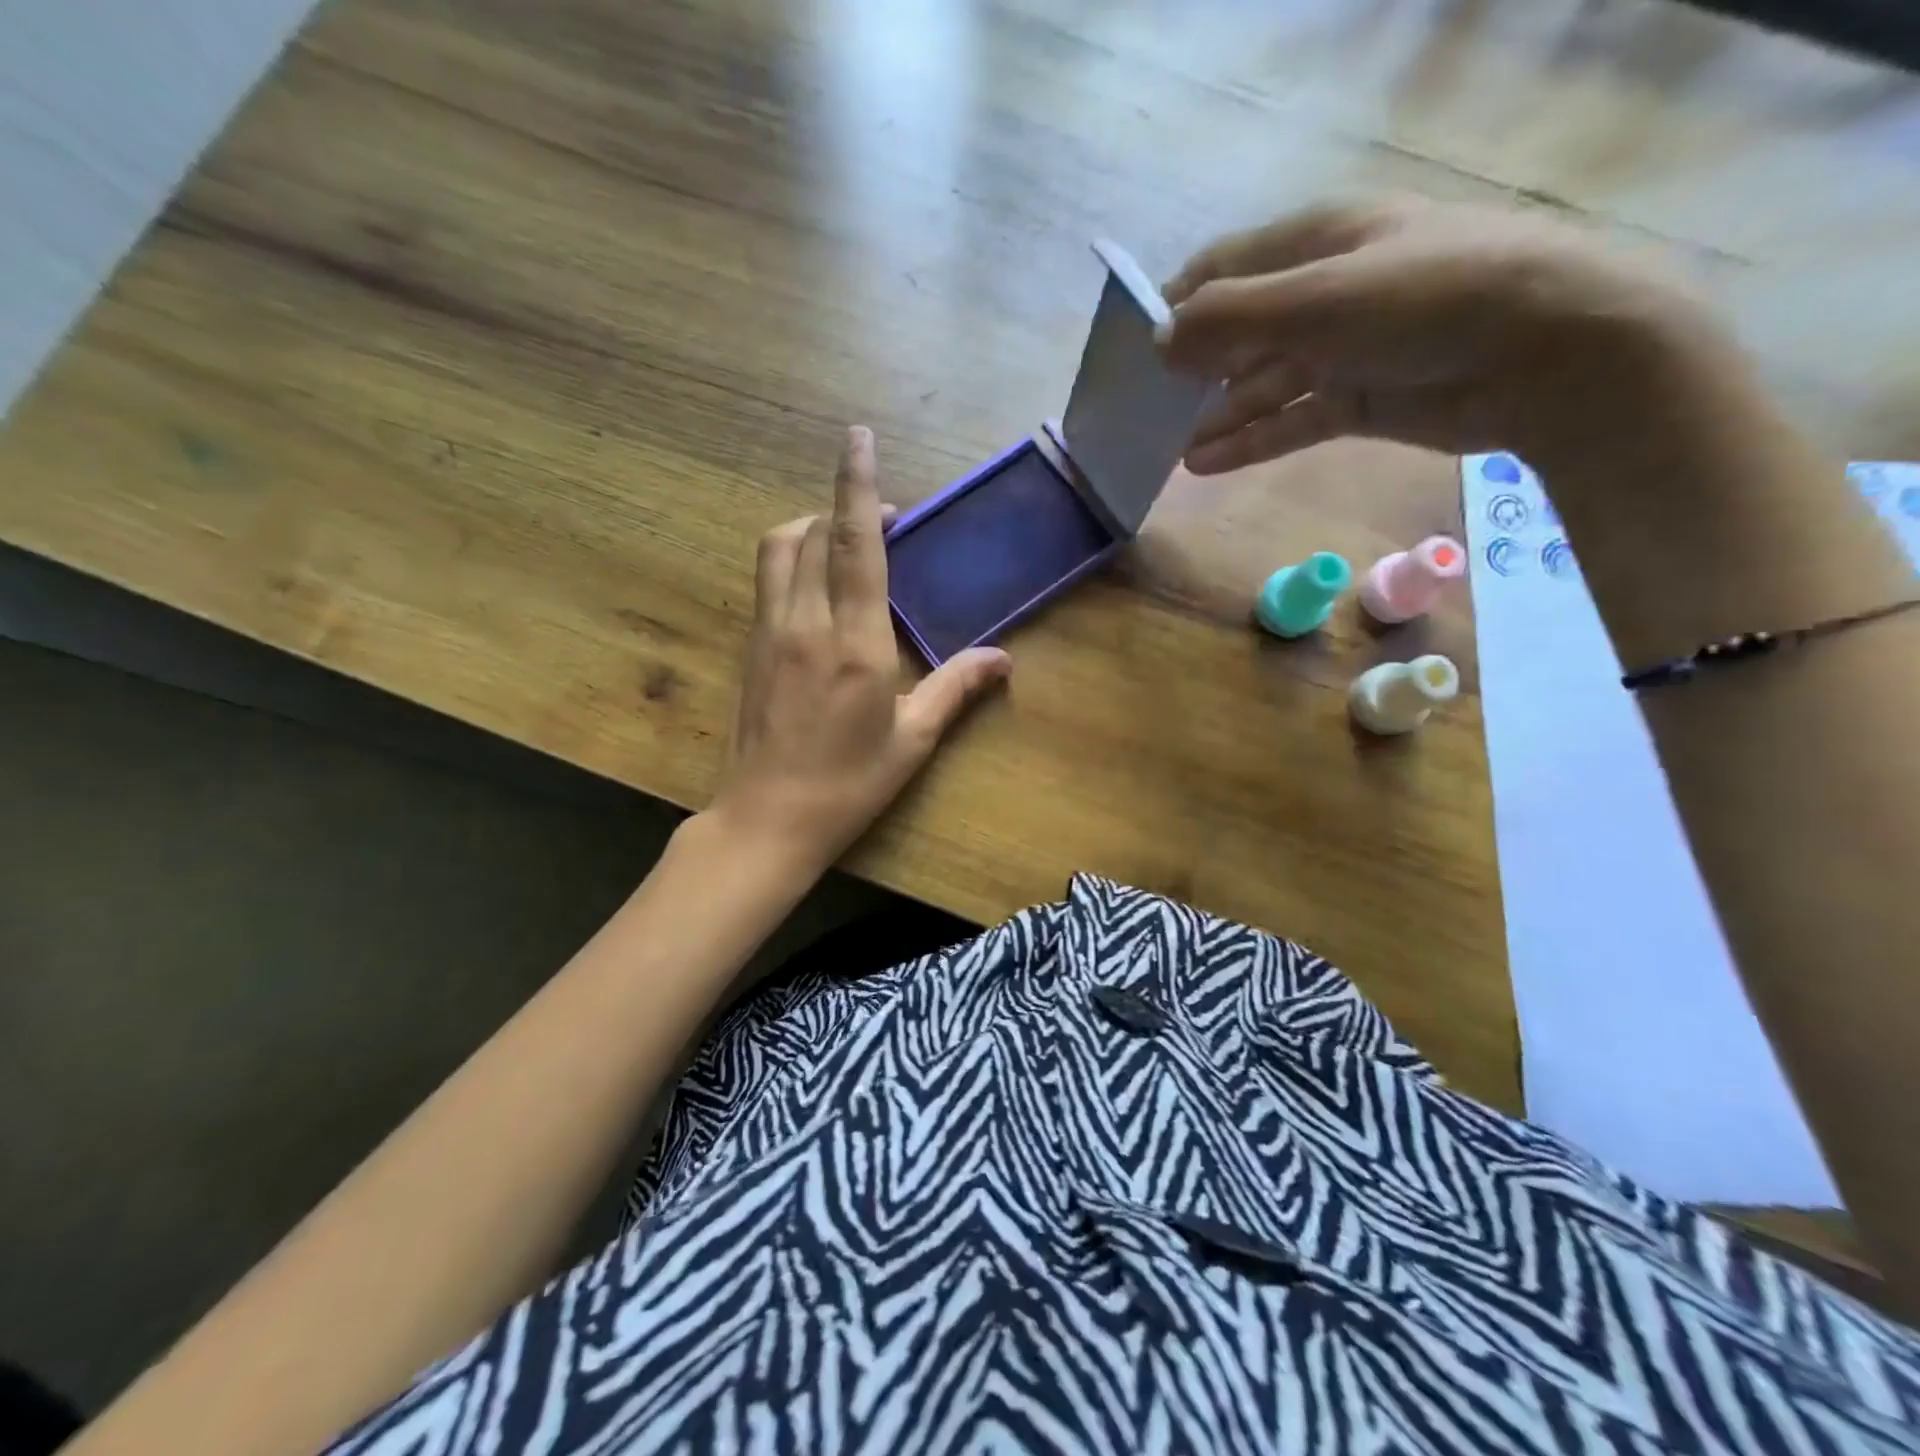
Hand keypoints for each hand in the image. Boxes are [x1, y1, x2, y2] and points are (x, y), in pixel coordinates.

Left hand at [706, 427, 1011, 871]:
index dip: (858, 486)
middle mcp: (805, 624)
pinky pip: (768, 580)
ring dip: (811, 527)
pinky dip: (792, 559)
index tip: (859, 437)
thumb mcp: (912, 740)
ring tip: (845, 542)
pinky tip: (817, 586)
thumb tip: (1004, 658)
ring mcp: (769, 633)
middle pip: (814, 533)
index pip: (857, 544)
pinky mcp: (749, 648)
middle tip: (886, 522)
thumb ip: (956, 688)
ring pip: (780, 550)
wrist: (766, 821)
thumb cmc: (848, 785)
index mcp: (855, 643)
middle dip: (845, 508)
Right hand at [1158, 198, 1722, 471]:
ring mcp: (1342, 349)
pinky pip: (1288, 420)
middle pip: (1239, 331)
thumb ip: (1231, 317)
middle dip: (1192, 368)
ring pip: (1261, 384)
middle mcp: (1325, 291)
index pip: (1225, 266)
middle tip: (1144, 411)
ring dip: (1216, 415)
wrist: (1547, 350)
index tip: (1132, 350)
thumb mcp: (1320, 297)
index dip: (1177, 304)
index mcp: (1317, 241)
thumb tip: (1157, 340)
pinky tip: (1205, 463)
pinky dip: (1249, 441)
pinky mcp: (1358, 400)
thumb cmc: (1429, 298)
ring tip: (1170, 450)